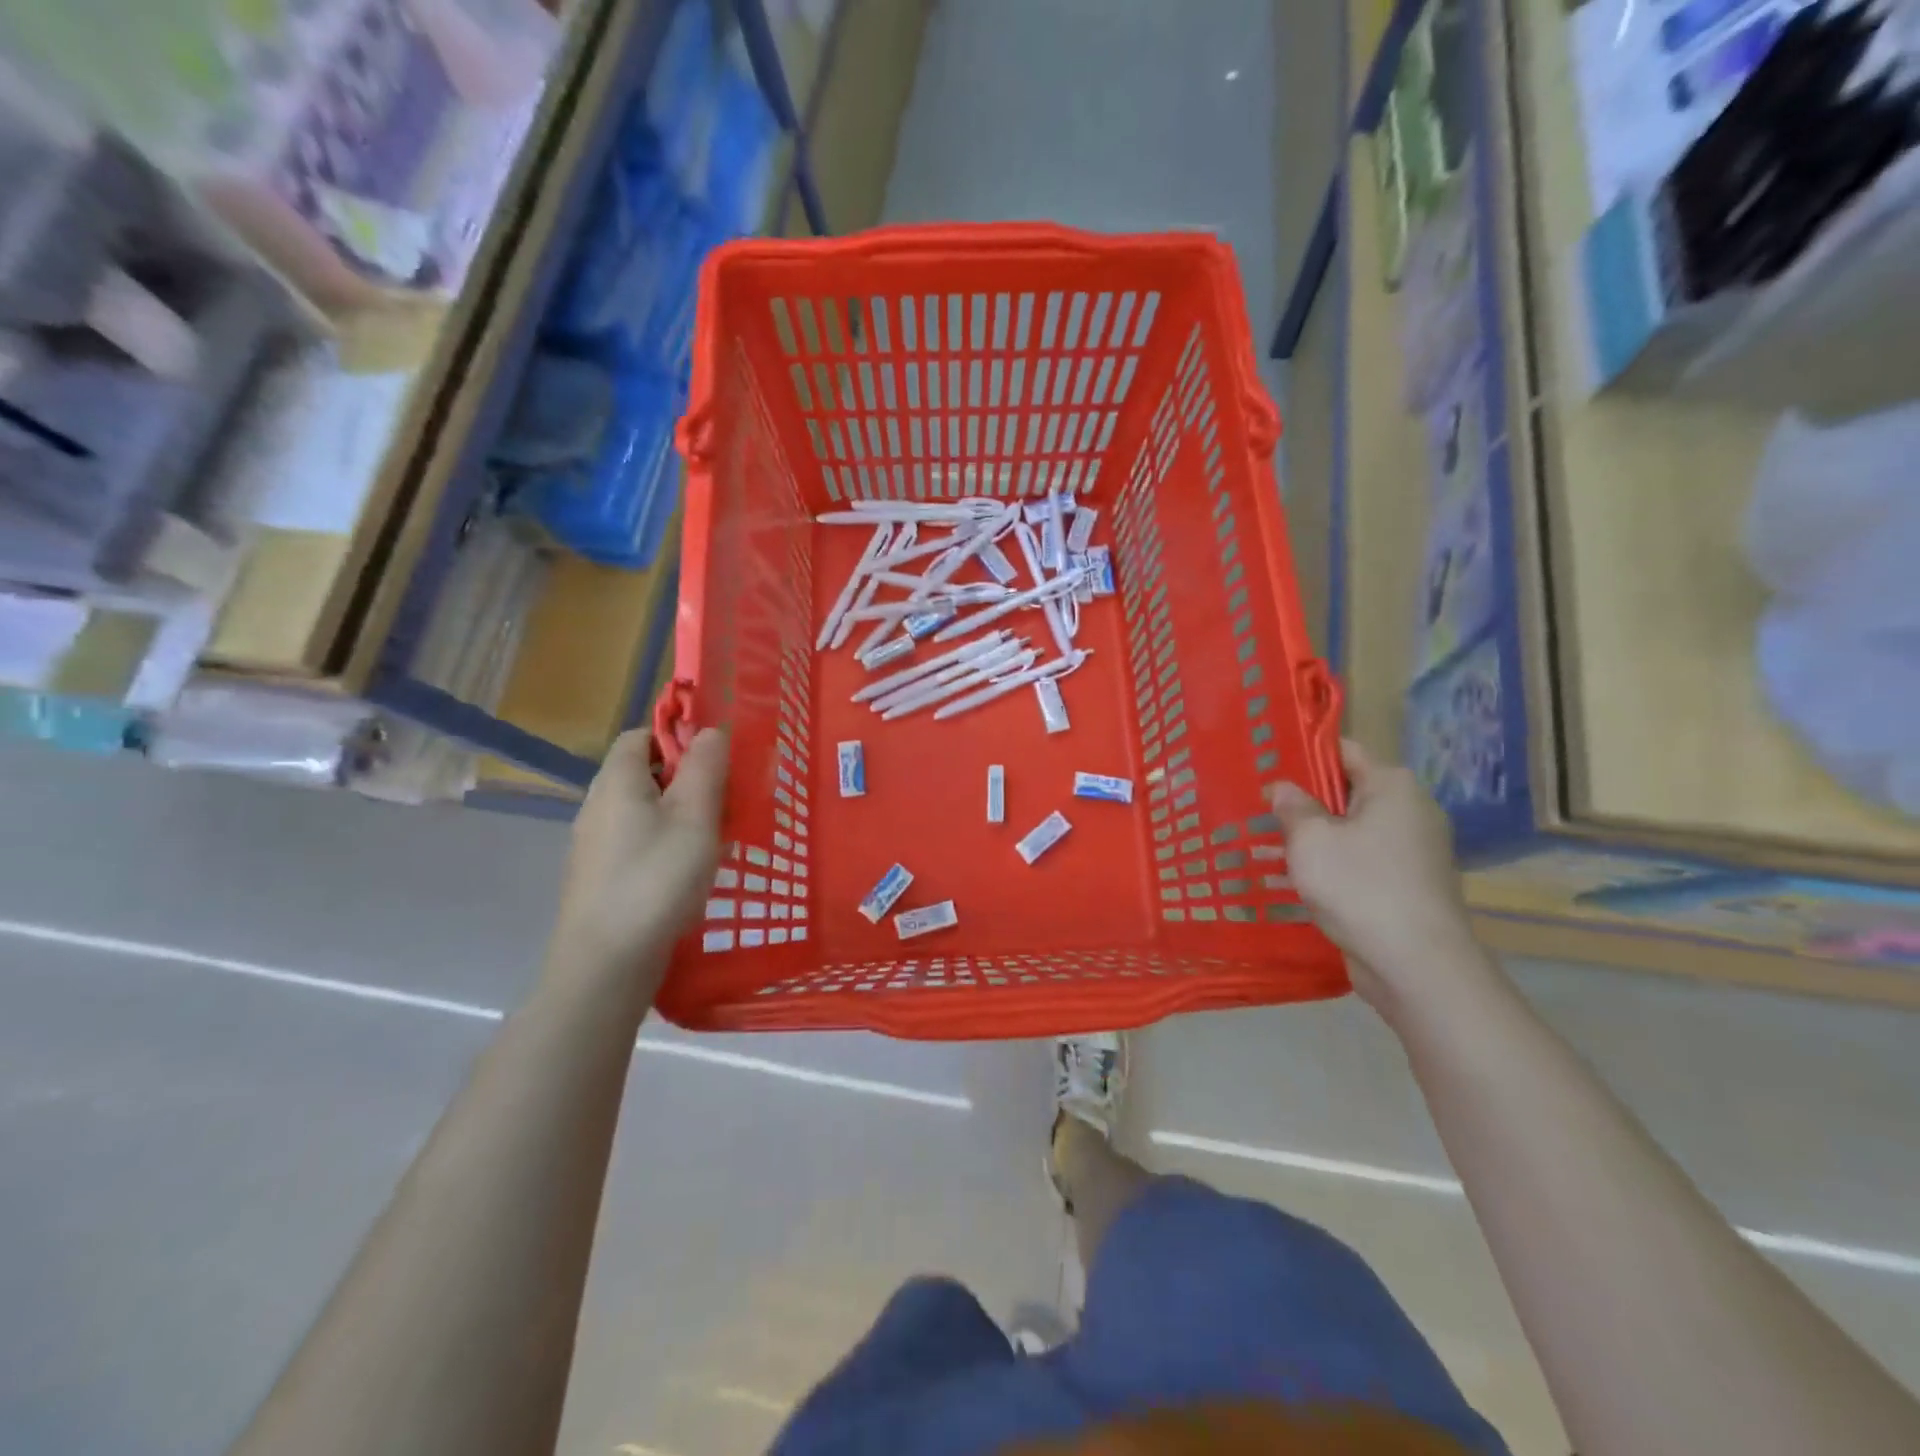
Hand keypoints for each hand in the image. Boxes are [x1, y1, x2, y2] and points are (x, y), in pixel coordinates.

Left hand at [546, 728, 728, 994]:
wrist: (606, 964)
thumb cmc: (656, 879)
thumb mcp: (695, 816)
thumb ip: (706, 767)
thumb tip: (710, 731)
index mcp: (617, 781)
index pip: (641, 736)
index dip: (679, 737)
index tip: (716, 761)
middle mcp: (597, 806)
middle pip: (644, 774)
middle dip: (688, 781)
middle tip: (725, 803)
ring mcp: (594, 845)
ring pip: (644, 811)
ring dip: (681, 816)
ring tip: (714, 841)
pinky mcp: (599, 878)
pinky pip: (638, 843)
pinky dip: (666, 845)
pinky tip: (689, 874)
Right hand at [1268, 740, 1491, 1022]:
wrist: (1417, 965)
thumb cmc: (1360, 887)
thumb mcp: (1310, 840)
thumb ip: (1292, 807)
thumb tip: (1283, 788)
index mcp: (1393, 786)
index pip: (1344, 751)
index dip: (1304, 757)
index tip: (1267, 769)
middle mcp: (1412, 810)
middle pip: (1349, 792)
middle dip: (1306, 803)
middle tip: (1261, 811)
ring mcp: (1417, 850)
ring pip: (1354, 831)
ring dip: (1317, 839)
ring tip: (1270, 848)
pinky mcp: (1412, 884)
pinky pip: (1364, 861)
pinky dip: (1336, 866)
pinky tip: (1302, 881)